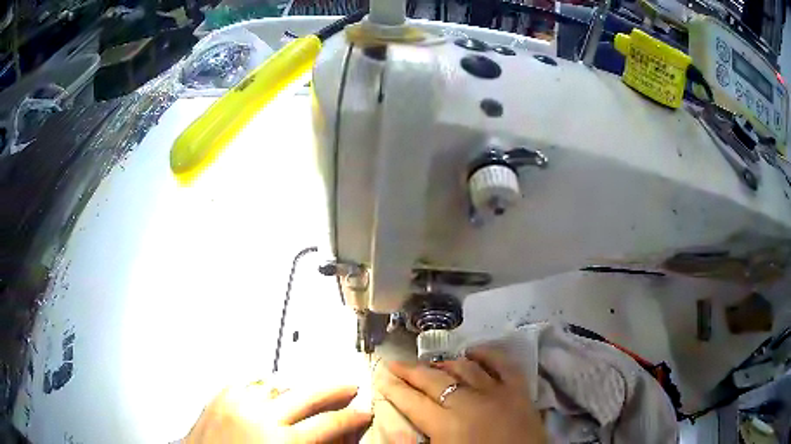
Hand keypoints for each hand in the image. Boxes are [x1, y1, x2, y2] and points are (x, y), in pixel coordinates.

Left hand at [185, 382, 371, 442]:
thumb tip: (332, 438)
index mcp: (281, 443)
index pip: (328, 424)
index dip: (351, 417)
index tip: (364, 412)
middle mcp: (261, 416)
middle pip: (308, 394)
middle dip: (334, 389)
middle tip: (349, 386)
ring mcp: (238, 401)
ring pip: (280, 384)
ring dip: (297, 390)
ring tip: (307, 394)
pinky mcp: (221, 394)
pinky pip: (253, 383)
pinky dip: (267, 388)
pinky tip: (272, 395)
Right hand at [376, 347, 546, 443]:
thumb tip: (390, 427)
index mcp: (446, 425)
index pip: (411, 401)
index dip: (393, 388)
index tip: (380, 375)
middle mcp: (468, 402)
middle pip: (433, 380)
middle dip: (410, 371)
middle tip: (395, 363)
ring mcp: (497, 392)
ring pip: (464, 368)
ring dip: (444, 364)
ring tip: (430, 364)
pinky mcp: (519, 391)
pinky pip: (502, 364)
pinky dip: (487, 354)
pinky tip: (473, 352)